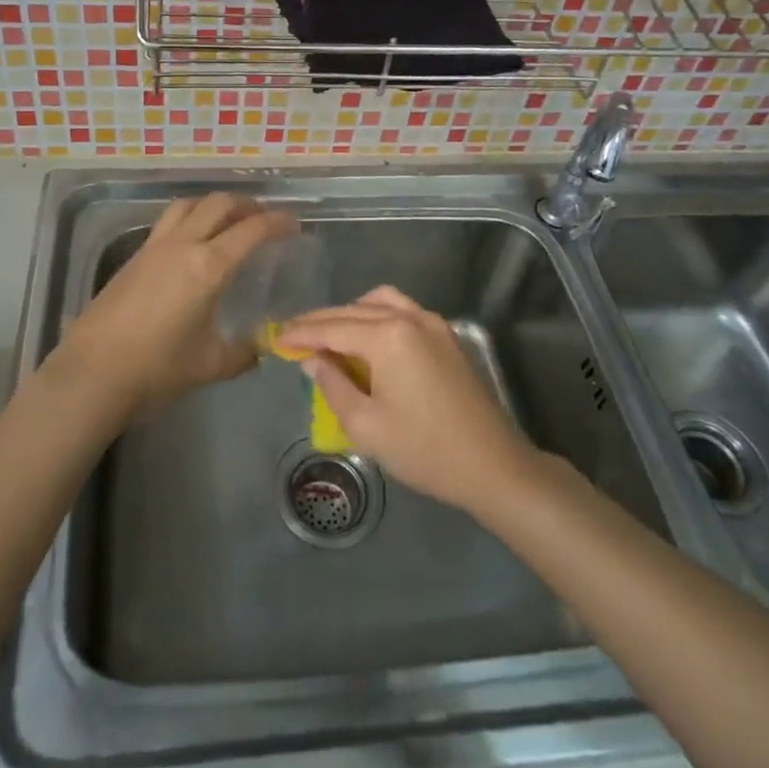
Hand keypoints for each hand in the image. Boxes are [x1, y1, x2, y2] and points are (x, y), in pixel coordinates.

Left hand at [54, 193, 296, 420]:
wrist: (92, 373)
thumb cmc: (156, 369)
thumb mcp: (210, 365)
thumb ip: (244, 353)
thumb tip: (263, 348)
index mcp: (209, 266)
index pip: (251, 230)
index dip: (277, 222)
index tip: (293, 224)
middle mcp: (183, 245)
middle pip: (219, 204)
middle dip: (246, 205)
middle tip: (263, 218)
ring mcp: (154, 247)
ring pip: (189, 204)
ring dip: (213, 204)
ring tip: (228, 219)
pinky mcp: (134, 256)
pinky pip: (168, 221)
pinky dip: (189, 218)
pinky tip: (193, 241)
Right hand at [273, 286, 540, 515]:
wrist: (492, 465)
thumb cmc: (424, 450)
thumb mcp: (366, 425)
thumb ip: (332, 385)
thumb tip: (312, 360)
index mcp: (387, 336)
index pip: (332, 328)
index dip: (301, 334)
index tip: (276, 339)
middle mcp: (410, 317)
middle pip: (354, 310)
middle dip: (321, 322)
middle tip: (293, 335)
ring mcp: (432, 323)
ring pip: (380, 302)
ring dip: (350, 313)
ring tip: (329, 335)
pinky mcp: (446, 336)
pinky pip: (403, 310)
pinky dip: (377, 316)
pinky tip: (367, 339)